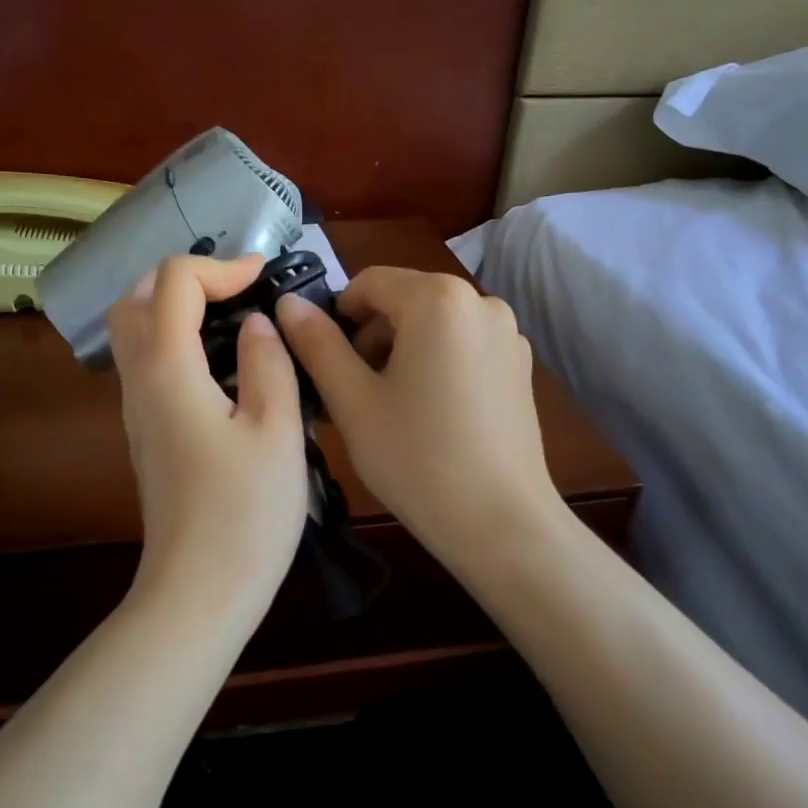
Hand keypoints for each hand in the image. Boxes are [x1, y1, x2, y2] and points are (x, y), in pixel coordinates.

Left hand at [107, 254, 307, 605]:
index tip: (266, 277)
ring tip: (233, 317)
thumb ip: (268, 363)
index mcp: (169, 369)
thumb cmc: (245, 513)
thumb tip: (257, 324)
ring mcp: (137, 411)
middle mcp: (140, 381)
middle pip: (136, 299)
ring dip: (176, 307)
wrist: (199, 590)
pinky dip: (177, 341)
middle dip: (185, 278)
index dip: (222, 266)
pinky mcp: (147, 434)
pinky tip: (223, 365)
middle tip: (238, 288)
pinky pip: (148, 365)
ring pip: (135, 333)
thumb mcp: (276, 430)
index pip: (174, 281)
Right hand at [276, 267, 559, 570]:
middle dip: (369, 337)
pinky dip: (435, 364)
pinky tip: (429, 416)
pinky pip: (462, 346)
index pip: (368, 283)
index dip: (336, 317)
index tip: (324, 365)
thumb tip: (287, 303)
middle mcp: (481, 301)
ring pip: (433, 325)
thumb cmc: (416, 459)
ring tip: (388, 409)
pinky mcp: (520, 366)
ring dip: (400, 352)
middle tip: (351, 394)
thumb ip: (316, 344)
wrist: (501, 523)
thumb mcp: (352, 401)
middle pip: (404, 300)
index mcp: (438, 299)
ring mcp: (508, 334)